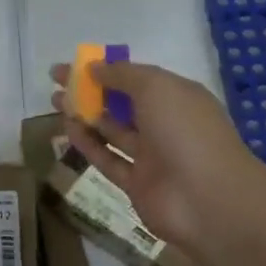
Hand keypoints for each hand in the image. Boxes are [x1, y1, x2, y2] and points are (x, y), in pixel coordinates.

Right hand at [50, 59, 265, 258]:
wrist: (209, 199)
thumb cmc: (185, 131)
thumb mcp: (155, 87)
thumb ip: (122, 74)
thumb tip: (95, 68)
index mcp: (177, 97)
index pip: (136, 78)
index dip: (105, 69)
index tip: (73, 65)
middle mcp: (165, 124)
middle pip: (121, 103)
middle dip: (90, 91)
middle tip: (56, 83)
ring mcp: (152, 156)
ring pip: (113, 131)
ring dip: (85, 115)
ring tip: (55, 103)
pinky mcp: (138, 185)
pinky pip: (109, 160)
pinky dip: (89, 145)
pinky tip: (67, 130)